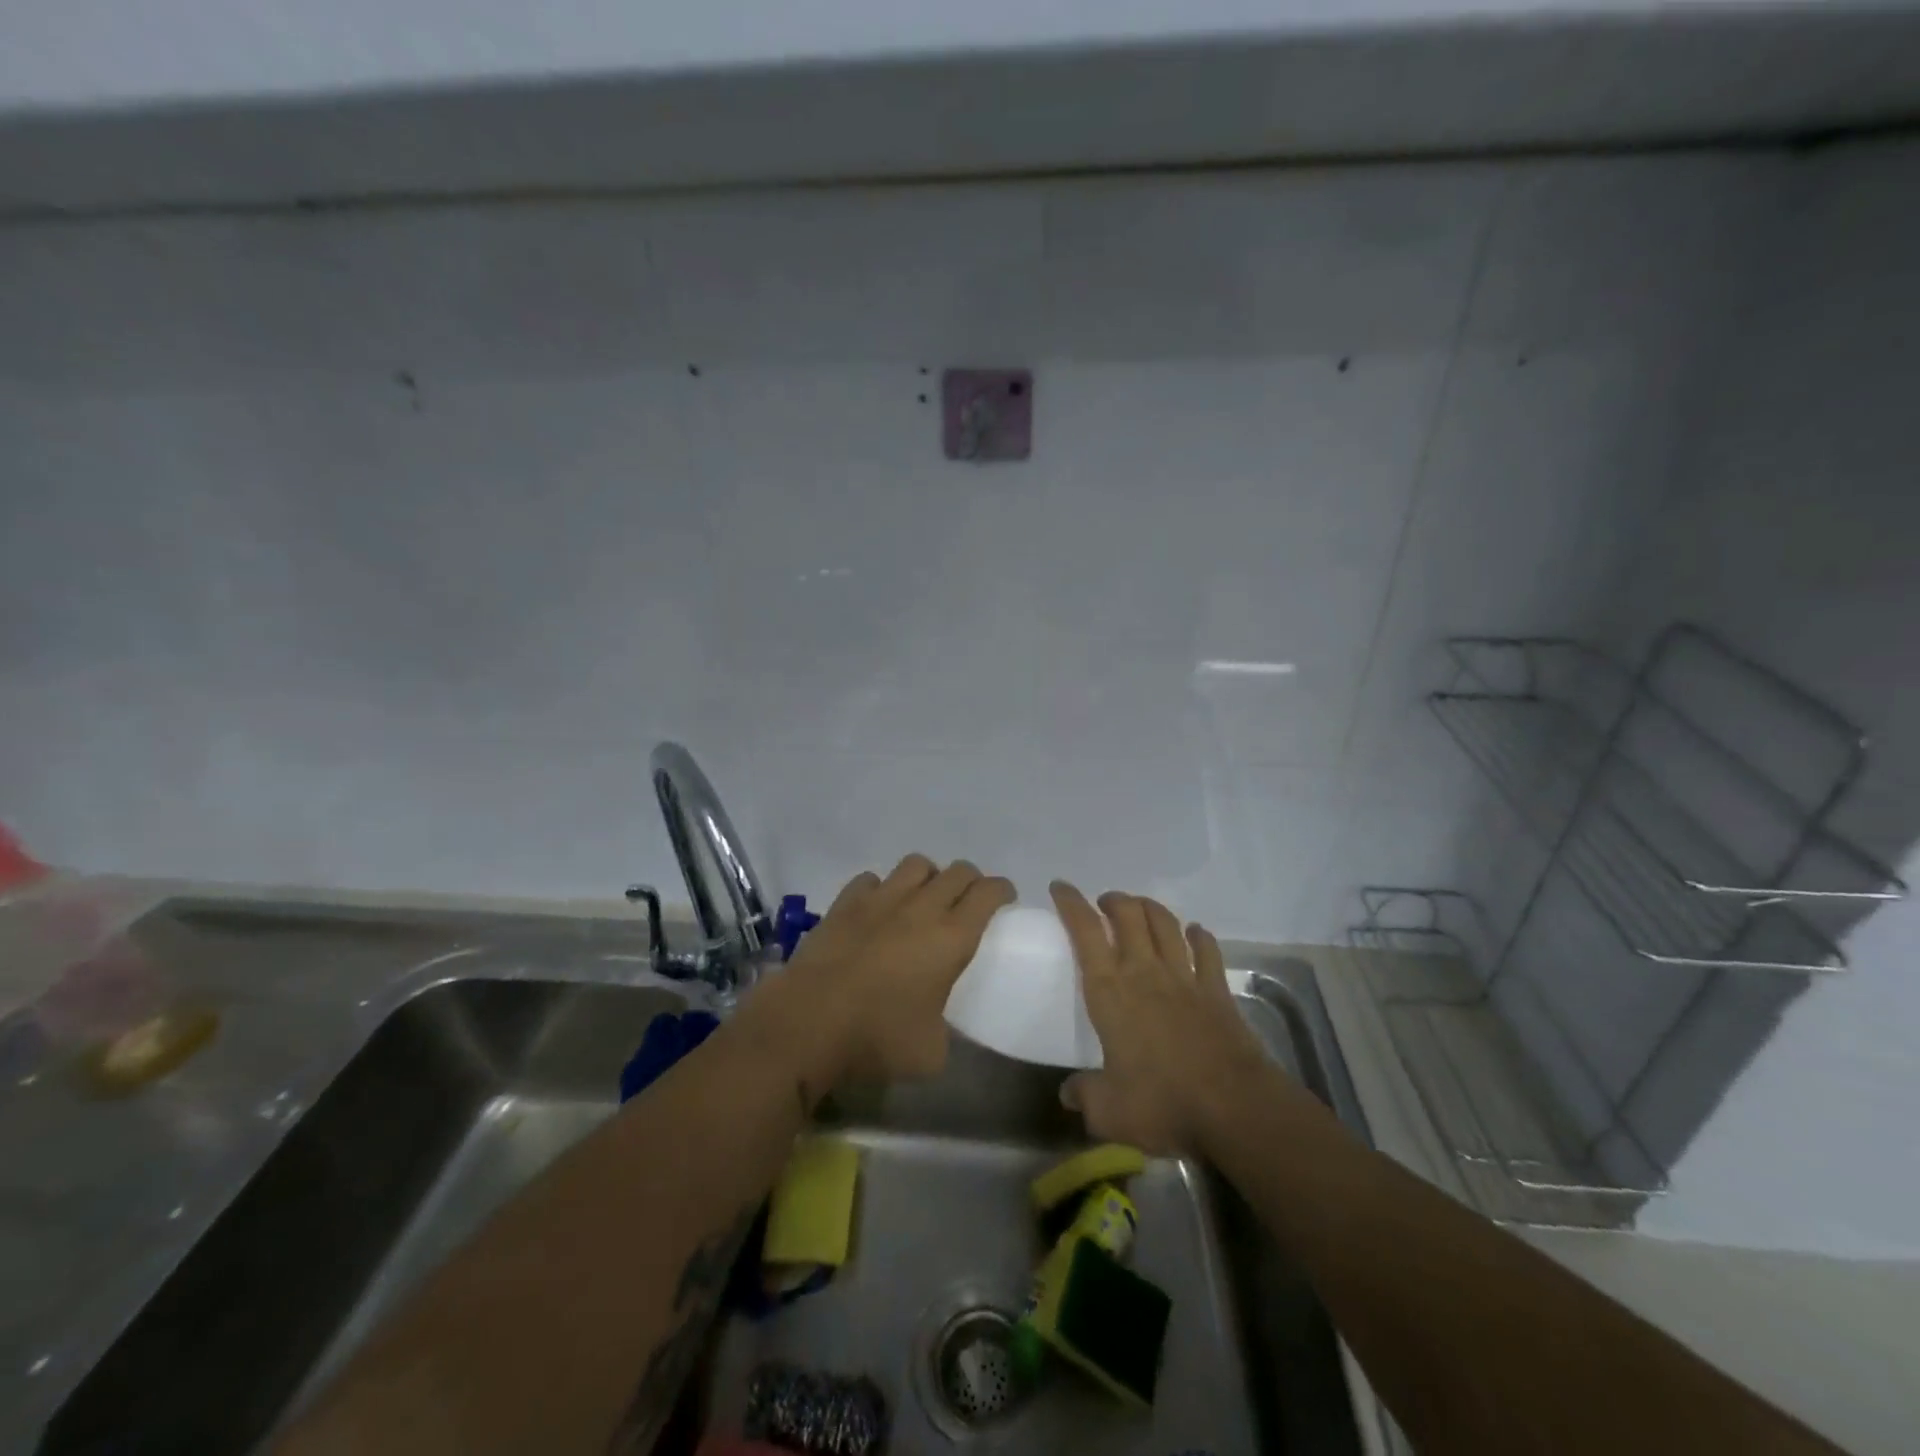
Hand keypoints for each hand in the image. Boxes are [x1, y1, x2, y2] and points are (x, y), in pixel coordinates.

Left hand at [750, 855, 1014, 1094]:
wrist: (807, 1023)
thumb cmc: (877, 1039)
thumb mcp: (930, 1053)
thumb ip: (945, 1030)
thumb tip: (939, 1025)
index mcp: (952, 937)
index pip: (988, 893)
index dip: (1002, 890)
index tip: (1005, 900)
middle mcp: (920, 907)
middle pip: (957, 871)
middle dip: (971, 881)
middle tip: (969, 902)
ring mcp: (880, 900)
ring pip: (916, 864)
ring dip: (928, 877)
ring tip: (924, 899)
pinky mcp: (844, 903)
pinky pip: (871, 879)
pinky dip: (881, 889)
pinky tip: (877, 909)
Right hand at [1050, 881, 1277, 1155]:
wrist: (1234, 1107)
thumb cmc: (1163, 1103)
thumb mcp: (1109, 1112)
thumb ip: (1085, 1096)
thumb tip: (1068, 1094)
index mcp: (1110, 991)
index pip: (1085, 932)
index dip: (1071, 903)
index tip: (1060, 887)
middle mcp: (1145, 972)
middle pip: (1128, 915)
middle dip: (1113, 900)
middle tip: (1104, 904)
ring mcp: (1184, 977)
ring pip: (1165, 923)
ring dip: (1149, 908)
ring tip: (1139, 907)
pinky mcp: (1216, 990)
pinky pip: (1207, 950)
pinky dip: (1199, 935)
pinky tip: (1195, 932)